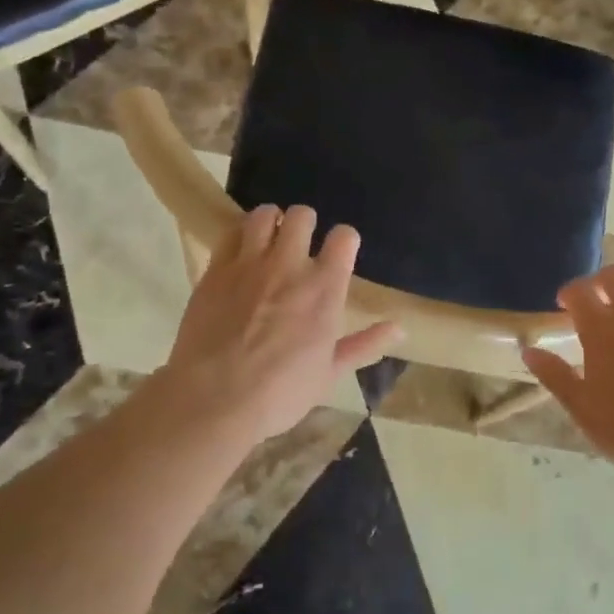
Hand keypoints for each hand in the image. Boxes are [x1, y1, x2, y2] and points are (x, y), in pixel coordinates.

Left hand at [163, 204, 400, 442]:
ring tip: (269, 240)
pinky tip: (240, 254)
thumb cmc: (280, 392)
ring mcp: (250, 263)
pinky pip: (229, 233)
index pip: (345, 237)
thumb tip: (399, 329)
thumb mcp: (330, 373)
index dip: (344, 241)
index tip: (339, 253)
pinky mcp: (216, 269)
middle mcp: (290, 264)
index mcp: (325, 288)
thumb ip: (365, 344)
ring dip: (271, 222)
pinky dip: (239, 237)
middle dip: (305, 224)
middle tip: (300, 245)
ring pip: (264, 215)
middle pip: (303, 215)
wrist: (214, 399)